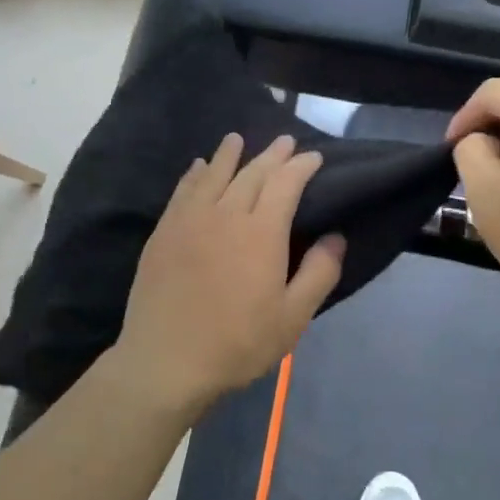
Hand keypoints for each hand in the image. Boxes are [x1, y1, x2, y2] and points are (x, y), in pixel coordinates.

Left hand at [112, 133, 345, 415]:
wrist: (166, 360)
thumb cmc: (237, 343)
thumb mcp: (292, 318)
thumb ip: (319, 273)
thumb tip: (335, 236)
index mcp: (261, 232)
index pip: (285, 184)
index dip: (301, 166)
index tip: (314, 157)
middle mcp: (225, 214)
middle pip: (251, 173)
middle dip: (272, 155)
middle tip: (285, 141)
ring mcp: (189, 220)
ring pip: (213, 175)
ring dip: (229, 154)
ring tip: (237, 139)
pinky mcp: (163, 233)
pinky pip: (182, 191)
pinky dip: (194, 175)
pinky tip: (197, 167)